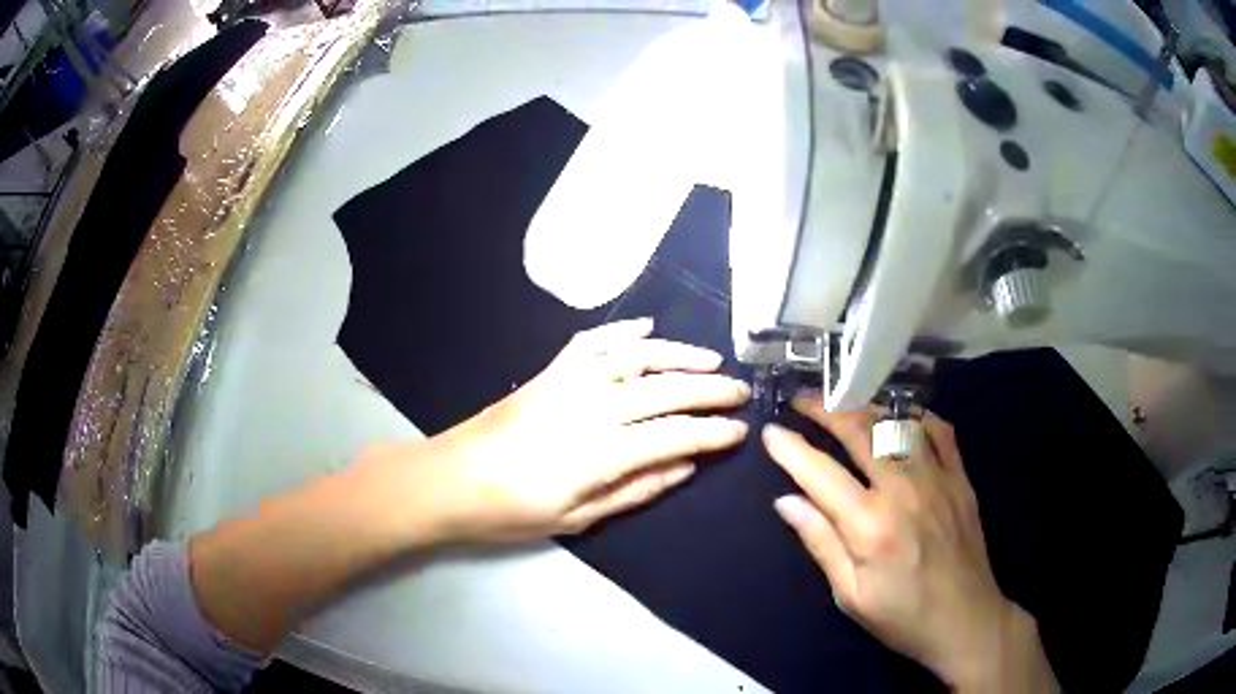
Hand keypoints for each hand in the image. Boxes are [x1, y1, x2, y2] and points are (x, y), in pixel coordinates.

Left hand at [364, 318, 749, 544]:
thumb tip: (686, 465)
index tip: (740, 430)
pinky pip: (592, 342)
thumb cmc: (513, 511)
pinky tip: (647, 327)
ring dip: (678, 354)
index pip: (676, 434)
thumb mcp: (580, 517)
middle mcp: (592, 408)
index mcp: (602, 452)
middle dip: (710, 389)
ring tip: (711, 358)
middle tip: (740, 391)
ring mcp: (569, 382)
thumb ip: (637, 489)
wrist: (452, 480)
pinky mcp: (549, 372)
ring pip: (636, 357)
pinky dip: (623, 331)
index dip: (713, 431)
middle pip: (665, 390)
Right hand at [763, 396, 1058, 692]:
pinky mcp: (961, 477)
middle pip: (859, 431)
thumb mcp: (850, 595)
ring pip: (897, 422)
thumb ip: (820, 543)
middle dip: (825, 408)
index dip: (790, 448)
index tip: (770, 431)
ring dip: (866, 408)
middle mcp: (903, 490)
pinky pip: (939, 430)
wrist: (966, 620)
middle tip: (802, 399)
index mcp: (869, 526)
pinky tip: (901, 419)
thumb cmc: (902, 616)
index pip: (819, 473)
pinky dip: (915, 416)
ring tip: (845, 404)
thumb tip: (785, 501)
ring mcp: (937, 478)